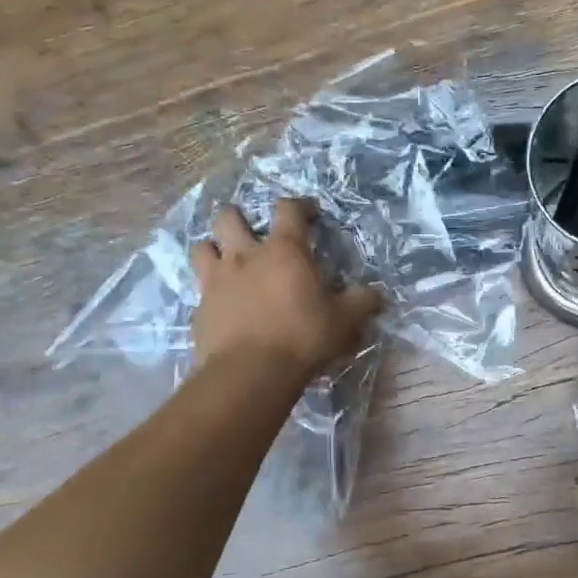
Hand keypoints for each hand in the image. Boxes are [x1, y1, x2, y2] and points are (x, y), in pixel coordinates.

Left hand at [190, 199, 381, 378]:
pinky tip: (223, 303)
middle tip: (253, 231)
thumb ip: (362, 302)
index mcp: (285, 251)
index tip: (311, 213)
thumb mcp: (345, 320)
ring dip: (214, 247)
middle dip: (240, 217)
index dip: (300, 206)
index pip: (289, 209)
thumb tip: (377, 295)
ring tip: (227, 259)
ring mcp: (217, 280)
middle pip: (230, 218)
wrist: (250, 372)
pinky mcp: (200, 307)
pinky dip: (211, 289)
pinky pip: (200, 287)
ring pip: (203, 246)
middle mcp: (246, 256)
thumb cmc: (303, 337)